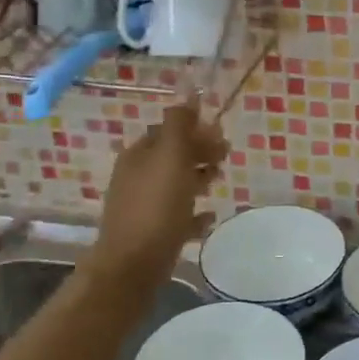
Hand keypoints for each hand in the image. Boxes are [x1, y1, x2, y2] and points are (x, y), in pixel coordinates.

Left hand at [92, 104, 227, 278]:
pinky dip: (194, 213)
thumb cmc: (156, 206)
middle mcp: (138, 176)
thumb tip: (188, 94)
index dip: (194, 129)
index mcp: (140, 154)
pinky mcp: (152, 233)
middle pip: (172, 156)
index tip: (220, 136)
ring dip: (198, 178)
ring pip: (175, 184)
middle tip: (225, 158)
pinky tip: (209, 216)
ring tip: (219, 181)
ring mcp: (143, 206)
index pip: (168, 130)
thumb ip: (179, 125)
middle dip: (199, 152)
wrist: (133, 265)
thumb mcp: (170, 156)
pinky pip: (178, 216)